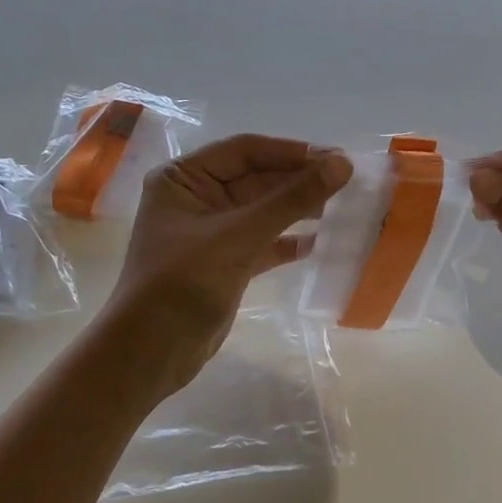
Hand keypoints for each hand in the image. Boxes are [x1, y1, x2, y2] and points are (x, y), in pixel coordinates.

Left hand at [105, 134, 351, 391]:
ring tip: (343, 208)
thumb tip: (341, 164)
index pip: (244, 151)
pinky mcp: (225, 262)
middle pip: (256, 179)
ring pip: (263, 211)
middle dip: (299, 181)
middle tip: (350, 183)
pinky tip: (320, 242)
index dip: (291, 153)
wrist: (151, 352)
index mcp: (182, 177)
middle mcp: (195, 197)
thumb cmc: (183, 283)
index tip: (338, 158)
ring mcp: (210, 232)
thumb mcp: (238, 236)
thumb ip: (290, 200)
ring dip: (298, 210)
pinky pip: (263, 242)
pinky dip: (288, 241)